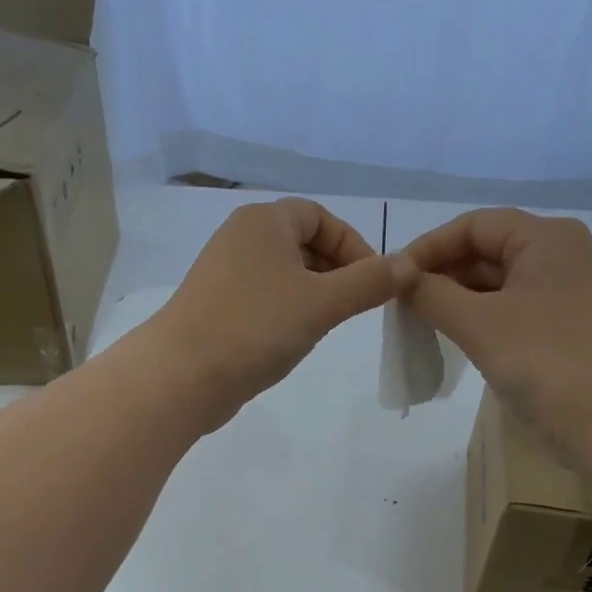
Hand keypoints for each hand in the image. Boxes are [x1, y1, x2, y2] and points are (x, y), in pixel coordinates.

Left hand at [145, 198, 405, 428]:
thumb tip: (409, 264)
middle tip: (354, 307)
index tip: (373, 281)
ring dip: (311, 294)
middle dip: (335, 271)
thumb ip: (369, 282)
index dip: (353, 245)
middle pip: (301, 243)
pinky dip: (285, 312)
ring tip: (326, 326)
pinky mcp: (214, 307)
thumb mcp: (323, 303)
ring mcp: (222, 274)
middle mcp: (239, 238)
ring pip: (281, 274)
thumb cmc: (256, 327)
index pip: (320, 216)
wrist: (182, 375)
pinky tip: (292, 340)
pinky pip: (262, 299)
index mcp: (263, 221)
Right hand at [402, 208, 591, 455]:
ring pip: (494, 284)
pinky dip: (476, 320)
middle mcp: (557, 256)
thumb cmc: (545, 360)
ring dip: (455, 300)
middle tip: (399, 305)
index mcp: (545, 238)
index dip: (429, 246)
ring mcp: (560, 294)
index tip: (392, 277)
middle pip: (485, 251)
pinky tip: (449, 339)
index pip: (474, 225)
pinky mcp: (558, 328)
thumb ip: (432, 294)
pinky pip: (507, 311)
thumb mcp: (479, 323)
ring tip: (416, 323)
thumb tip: (398, 277)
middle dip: (441, 274)